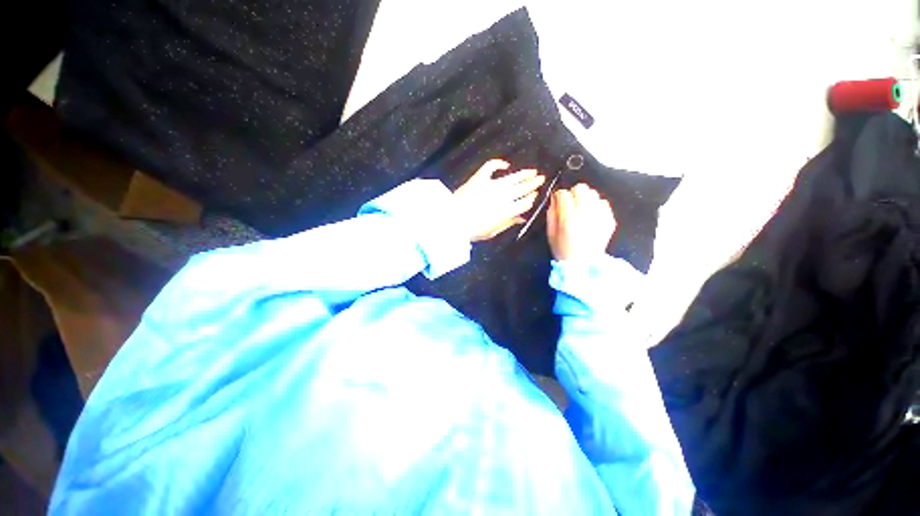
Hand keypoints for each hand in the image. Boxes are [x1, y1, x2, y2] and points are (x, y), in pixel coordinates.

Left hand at [453, 159, 545, 241]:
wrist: (452, 220)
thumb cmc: (472, 230)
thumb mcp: (492, 231)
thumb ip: (508, 223)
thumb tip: (522, 218)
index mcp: (507, 211)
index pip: (524, 203)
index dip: (531, 199)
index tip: (534, 195)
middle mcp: (503, 197)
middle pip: (522, 189)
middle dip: (532, 184)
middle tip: (541, 178)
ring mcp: (491, 185)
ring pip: (512, 178)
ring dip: (524, 174)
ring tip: (532, 171)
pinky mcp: (479, 178)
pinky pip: (491, 166)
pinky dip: (498, 164)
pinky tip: (505, 164)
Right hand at [547, 183, 616, 260]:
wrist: (584, 265)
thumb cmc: (563, 250)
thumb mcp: (550, 234)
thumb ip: (551, 214)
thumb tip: (554, 200)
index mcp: (568, 219)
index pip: (563, 194)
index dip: (559, 196)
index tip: (558, 201)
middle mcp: (585, 214)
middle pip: (580, 188)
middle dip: (573, 194)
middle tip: (570, 204)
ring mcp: (600, 216)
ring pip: (593, 193)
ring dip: (585, 198)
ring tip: (581, 210)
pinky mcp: (610, 220)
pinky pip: (603, 203)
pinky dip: (596, 206)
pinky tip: (591, 216)